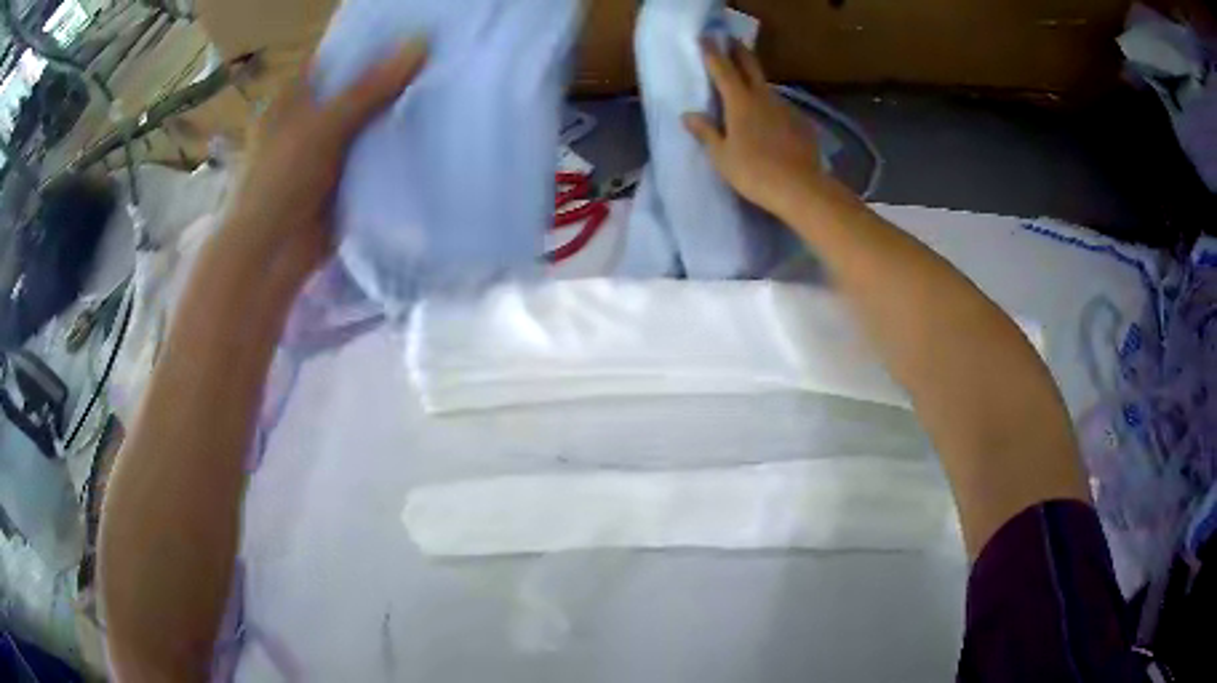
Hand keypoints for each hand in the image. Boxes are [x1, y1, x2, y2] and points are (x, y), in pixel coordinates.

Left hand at [223, 40, 426, 284]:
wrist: (274, 254)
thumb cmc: (281, 181)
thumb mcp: (324, 126)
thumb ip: (370, 88)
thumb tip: (422, 43)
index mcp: (295, 96)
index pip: (339, 57)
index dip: (373, 43)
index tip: (417, 30)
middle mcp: (311, 117)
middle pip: (357, 87)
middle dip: (393, 75)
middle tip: (443, 55)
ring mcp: (327, 148)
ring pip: (368, 120)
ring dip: (397, 110)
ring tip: (446, 84)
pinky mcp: (343, 177)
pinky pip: (373, 152)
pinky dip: (394, 144)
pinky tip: (430, 129)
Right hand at [683, 40, 836, 219]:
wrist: (800, 188)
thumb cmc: (754, 172)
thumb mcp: (721, 156)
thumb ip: (706, 132)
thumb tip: (688, 115)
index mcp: (740, 102)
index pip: (722, 70)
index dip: (712, 53)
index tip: (706, 39)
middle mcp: (764, 97)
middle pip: (750, 67)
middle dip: (739, 52)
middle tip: (731, 42)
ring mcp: (786, 108)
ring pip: (767, 88)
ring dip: (756, 83)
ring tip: (749, 87)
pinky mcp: (801, 123)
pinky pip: (782, 109)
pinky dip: (772, 108)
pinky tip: (772, 121)